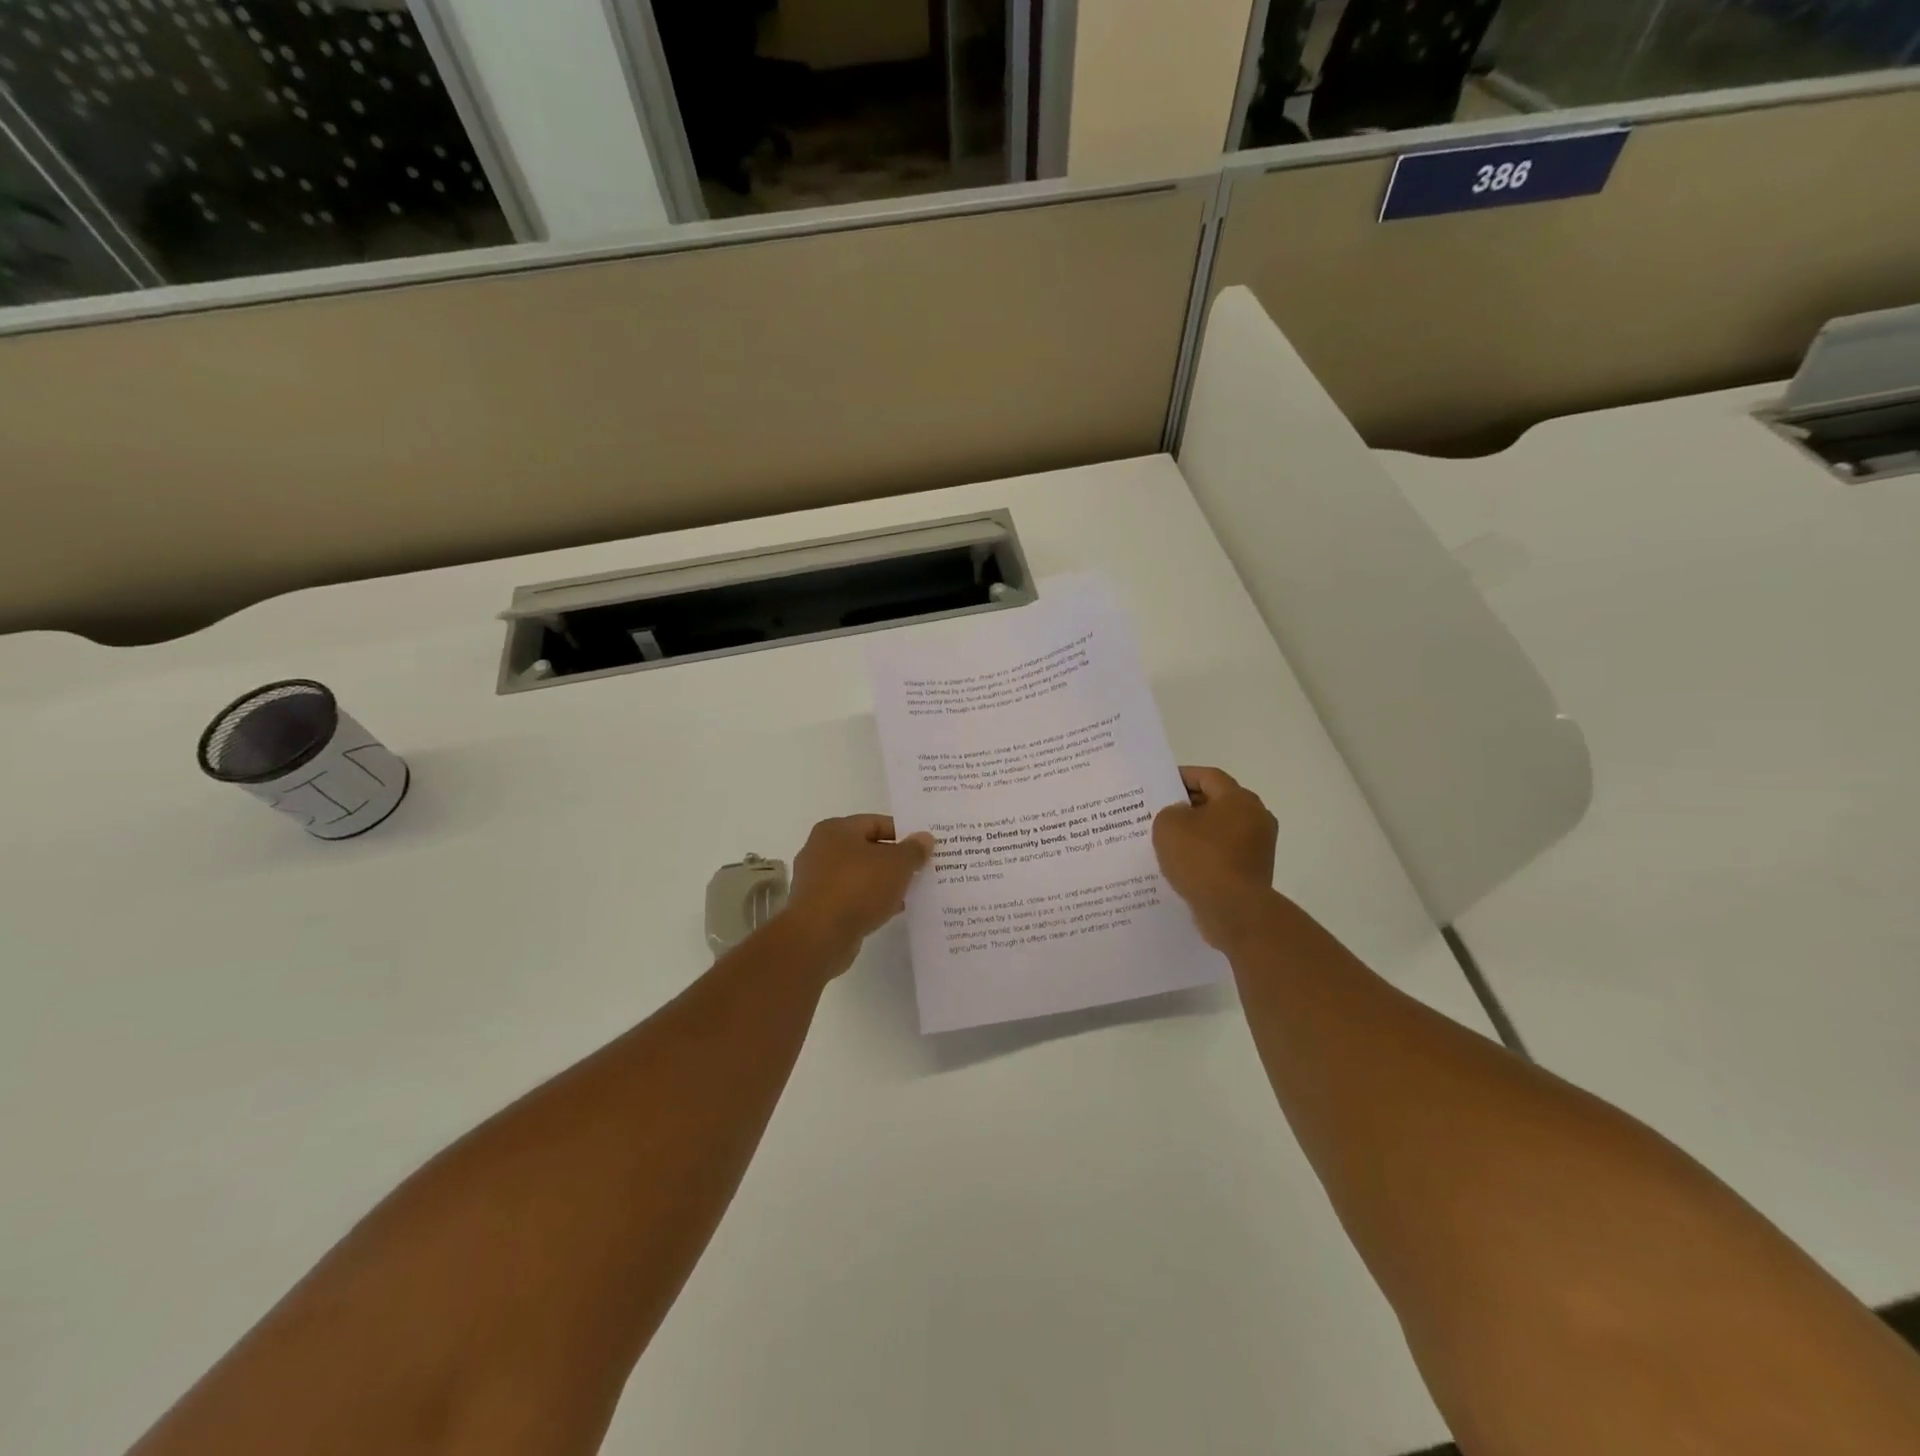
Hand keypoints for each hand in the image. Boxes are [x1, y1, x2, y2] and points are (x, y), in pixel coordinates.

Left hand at [783, 815, 934, 975]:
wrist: (819, 936)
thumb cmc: (858, 887)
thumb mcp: (897, 864)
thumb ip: (914, 850)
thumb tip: (924, 838)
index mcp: (835, 830)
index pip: (876, 823)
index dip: (903, 833)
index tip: (924, 847)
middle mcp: (820, 850)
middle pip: (867, 849)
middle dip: (894, 860)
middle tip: (922, 869)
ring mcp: (816, 881)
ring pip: (859, 876)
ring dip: (883, 883)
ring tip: (912, 892)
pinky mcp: (817, 908)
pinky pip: (851, 898)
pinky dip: (870, 901)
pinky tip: (892, 910)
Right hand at [1153, 767, 1277, 950]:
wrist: (1234, 910)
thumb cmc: (1201, 858)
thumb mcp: (1168, 824)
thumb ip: (1169, 811)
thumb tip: (1182, 816)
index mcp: (1238, 798)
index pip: (1207, 776)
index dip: (1181, 776)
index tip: (1159, 784)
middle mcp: (1256, 817)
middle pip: (1217, 802)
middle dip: (1188, 806)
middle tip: (1159, 812)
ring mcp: (1258, 846)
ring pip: (1220, 830)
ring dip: (1197, 833)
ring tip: (1167, 841)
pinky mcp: (1254, 871)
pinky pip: (1224, 854)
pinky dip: (1206, 855)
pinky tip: (1183, 865)